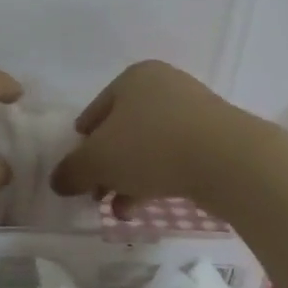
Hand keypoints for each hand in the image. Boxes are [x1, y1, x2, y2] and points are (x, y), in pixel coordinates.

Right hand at [50, 60, 247, 207]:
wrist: (230, 161)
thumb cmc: (153, 146)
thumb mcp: (98, 160)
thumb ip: (72, 171)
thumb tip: (57, 181)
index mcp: (133, 77)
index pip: (94, 112)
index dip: (82, 146)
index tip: (80, 174)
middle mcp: (164, 85)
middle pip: (122, 130)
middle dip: (108, 166)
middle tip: (98, 195)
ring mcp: (194, 109)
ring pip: (149, 146)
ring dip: (130, 177)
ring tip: (121, 210)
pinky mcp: (216, 136)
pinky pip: (176, 156)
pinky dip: (158, 177)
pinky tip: (147, 206)